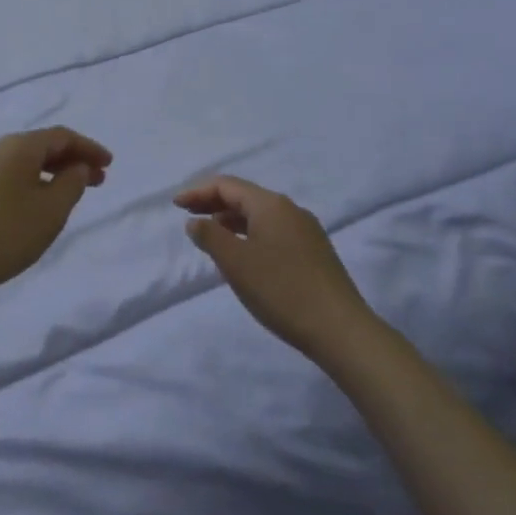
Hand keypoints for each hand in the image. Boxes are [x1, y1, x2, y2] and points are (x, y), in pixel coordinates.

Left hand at [0, 127, 112, 305]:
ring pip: (18, 162)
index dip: (88, 148)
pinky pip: (1, 177)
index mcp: (17, 146)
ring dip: (47, 173)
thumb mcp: (51, 211)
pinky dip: (25, 183)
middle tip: (95, 181)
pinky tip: (30, 205)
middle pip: (38, 146)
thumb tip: (75, 167)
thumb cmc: (5, 234)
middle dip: (69, 161)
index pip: (61, 136)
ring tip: (64, 195)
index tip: (109, 165)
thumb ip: (71, 184)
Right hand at [175, 176, 372, 361]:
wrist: (340, 329)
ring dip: (231, 219)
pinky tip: (244, 254)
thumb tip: (196, 221)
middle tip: (188, 215)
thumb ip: (210, 237)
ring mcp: (306, 231)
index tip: (175, 205)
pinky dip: (250, 233)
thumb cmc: (282, 290)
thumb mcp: (236, 263)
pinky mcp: (314, 252)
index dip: (198, 192)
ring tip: (210, 234)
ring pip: (260, 215)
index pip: (228, 185)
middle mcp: (290, 210)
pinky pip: (273, 231)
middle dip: (213, 203)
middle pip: (245, 196)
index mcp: (271, 205)